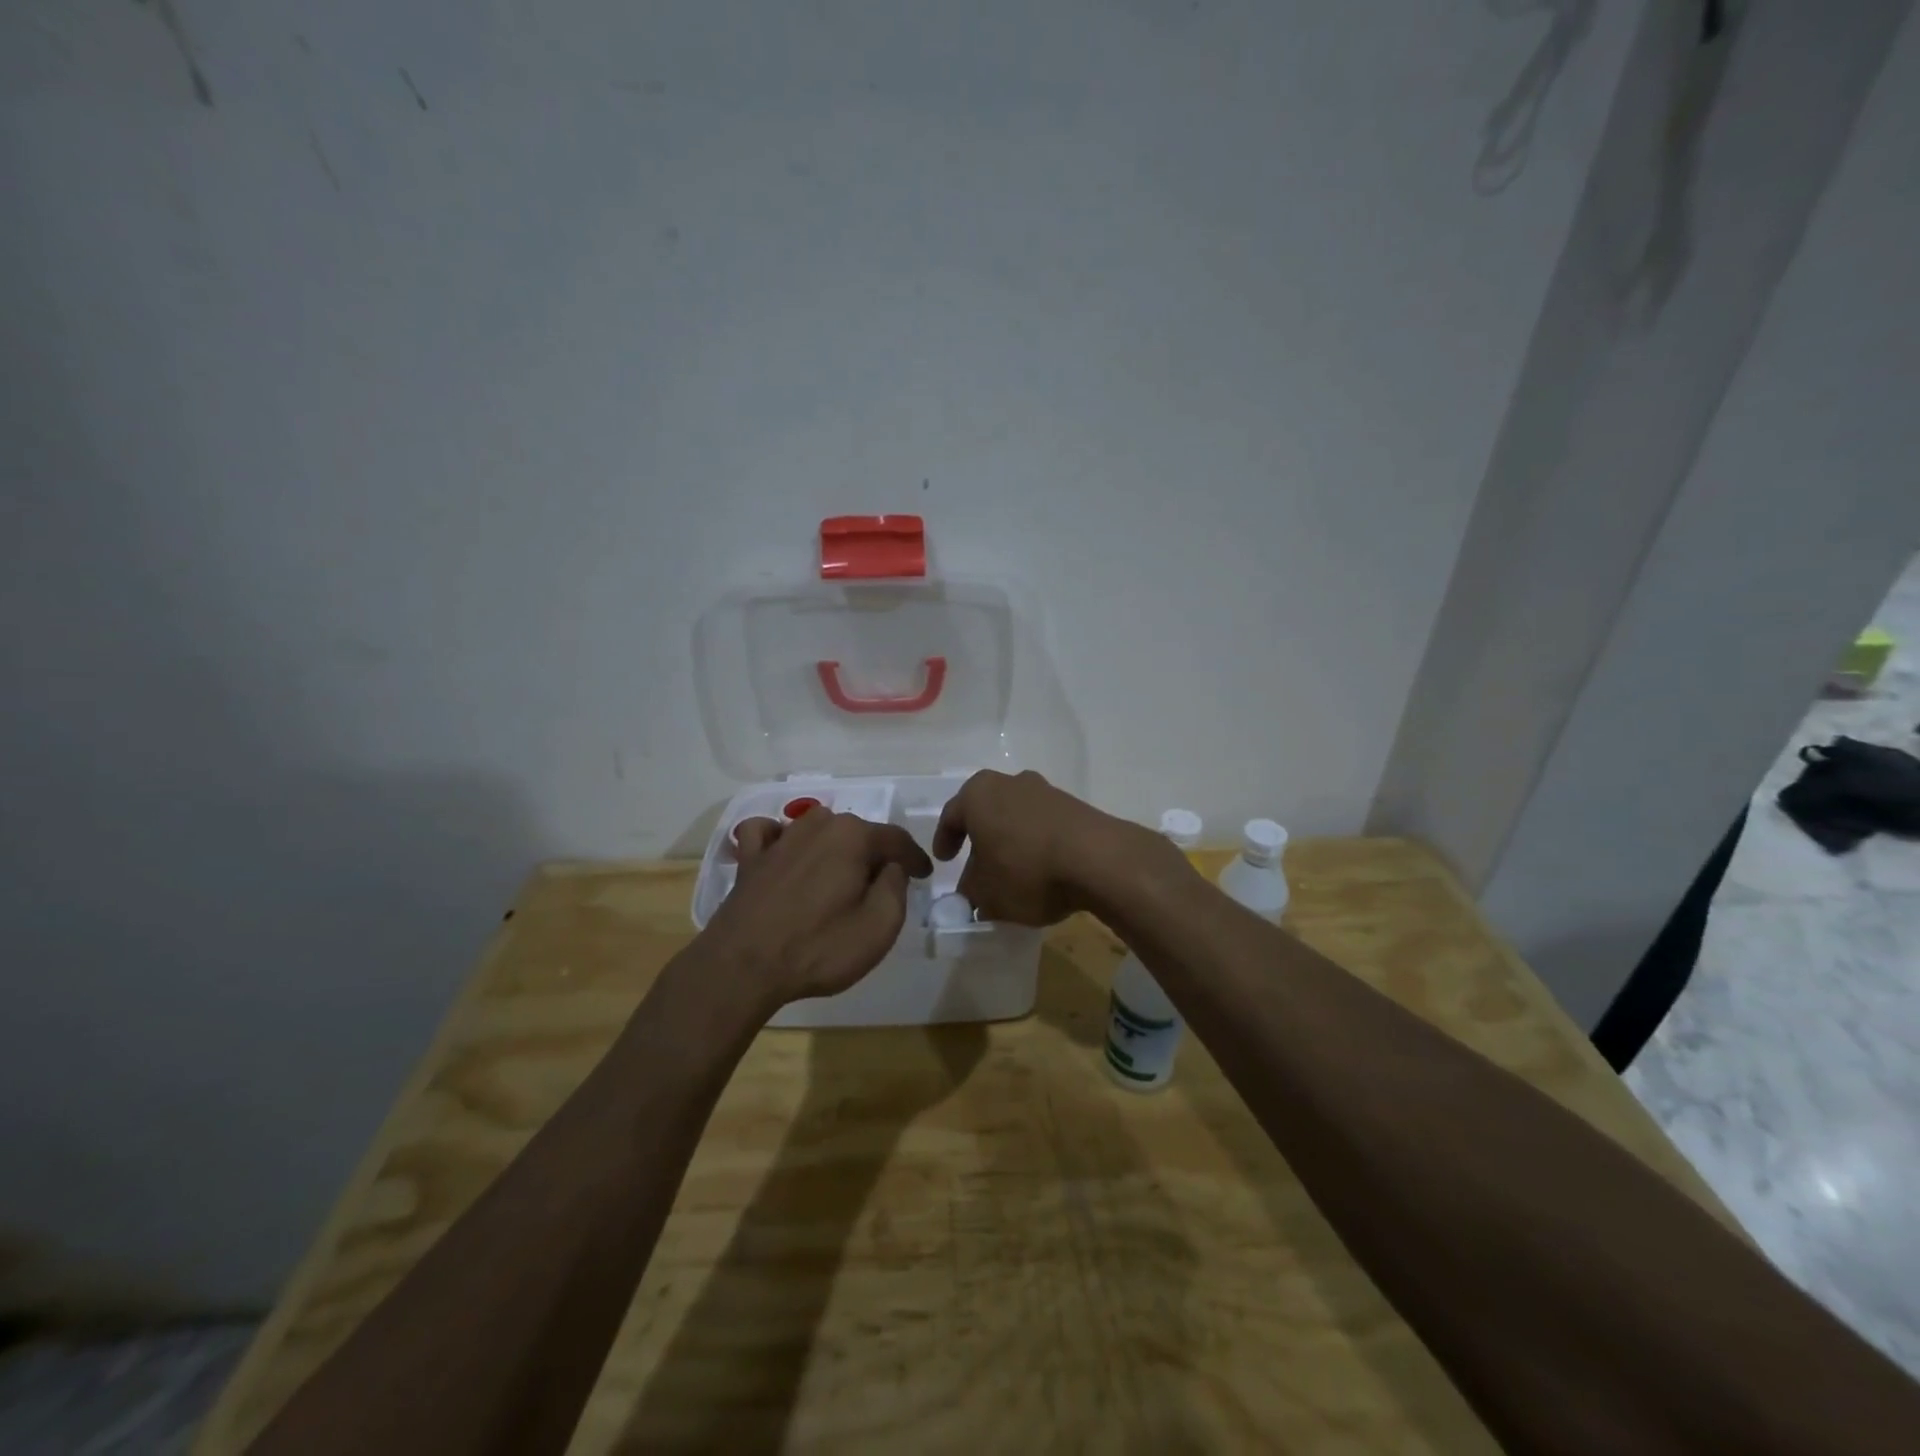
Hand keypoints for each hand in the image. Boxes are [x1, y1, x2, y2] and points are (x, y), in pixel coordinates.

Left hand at [694, 809, 932, 1011]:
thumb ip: (896, 887)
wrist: (742, 967)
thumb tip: (891, 867)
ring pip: (818, 828)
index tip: (925, 876)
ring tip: (839, 874)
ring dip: (833, 846)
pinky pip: (768, 833)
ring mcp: (780, 838)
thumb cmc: (819, 947)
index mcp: (852, 836)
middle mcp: (817, 824)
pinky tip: (784, 855)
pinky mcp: (750, 858)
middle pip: (857, 832)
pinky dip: (779, 838)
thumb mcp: (880, 925)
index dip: (914, 858)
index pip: (896, 840)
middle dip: (874, 854)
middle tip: (883, 884)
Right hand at [932, 770, 1183, 925]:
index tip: (945, 861)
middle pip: (987, 811)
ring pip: (1017, 816)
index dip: (945, 839)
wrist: (1098, 860)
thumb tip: (972, 892)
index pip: (952, 815)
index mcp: (979, 794)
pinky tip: (1042, 870)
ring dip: (1011, 840)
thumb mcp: (987, 893)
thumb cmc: (1026, 870)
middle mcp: (1011, 783)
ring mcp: (1046, 791)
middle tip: (976, 866)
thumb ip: (972, 892)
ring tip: (1012, 872)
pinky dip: (1037, 843)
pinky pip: (1044, 824)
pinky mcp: (1075, 806)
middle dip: (980, 838)